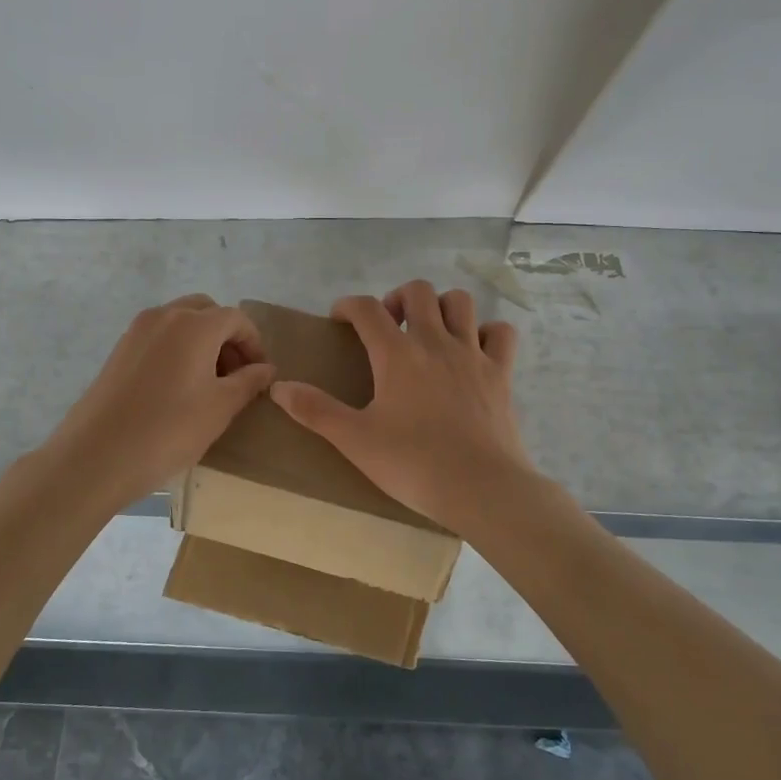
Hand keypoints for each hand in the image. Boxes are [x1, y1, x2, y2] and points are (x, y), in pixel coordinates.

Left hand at [42, 294, 275, 505]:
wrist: (97, 455)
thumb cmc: (169, 430)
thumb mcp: (220, 408)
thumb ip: (248, 382)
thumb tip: (266, 368)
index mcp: (195, 324)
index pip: (236, 319)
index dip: (254, 343)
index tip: (260, 373)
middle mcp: (165, 316)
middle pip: (207, 311)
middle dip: (227, 336)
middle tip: (236, 374)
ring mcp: (137, 330)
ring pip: (180, 321)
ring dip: (202, 341)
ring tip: (209, 383)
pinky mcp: (119, 349)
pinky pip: (159, 336)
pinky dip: (177, 348)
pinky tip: (178, 387)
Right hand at [270, 280, 537, 533]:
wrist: (481, 488)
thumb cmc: (413, 464)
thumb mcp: (355, 440)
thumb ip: (315, 410)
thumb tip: (278, 386)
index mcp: (397, 355)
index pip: (366, 308)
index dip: (348, 305)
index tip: (339, 319)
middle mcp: (435, 342)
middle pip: (418, 291)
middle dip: (397, 298)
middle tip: (388, 326)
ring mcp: (473, 354)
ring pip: (460, 302)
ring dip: (441, 307)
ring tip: (429, 332)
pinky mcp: (501, 373)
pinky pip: (500, 332)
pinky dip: (486, 332)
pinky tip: (474, 350)